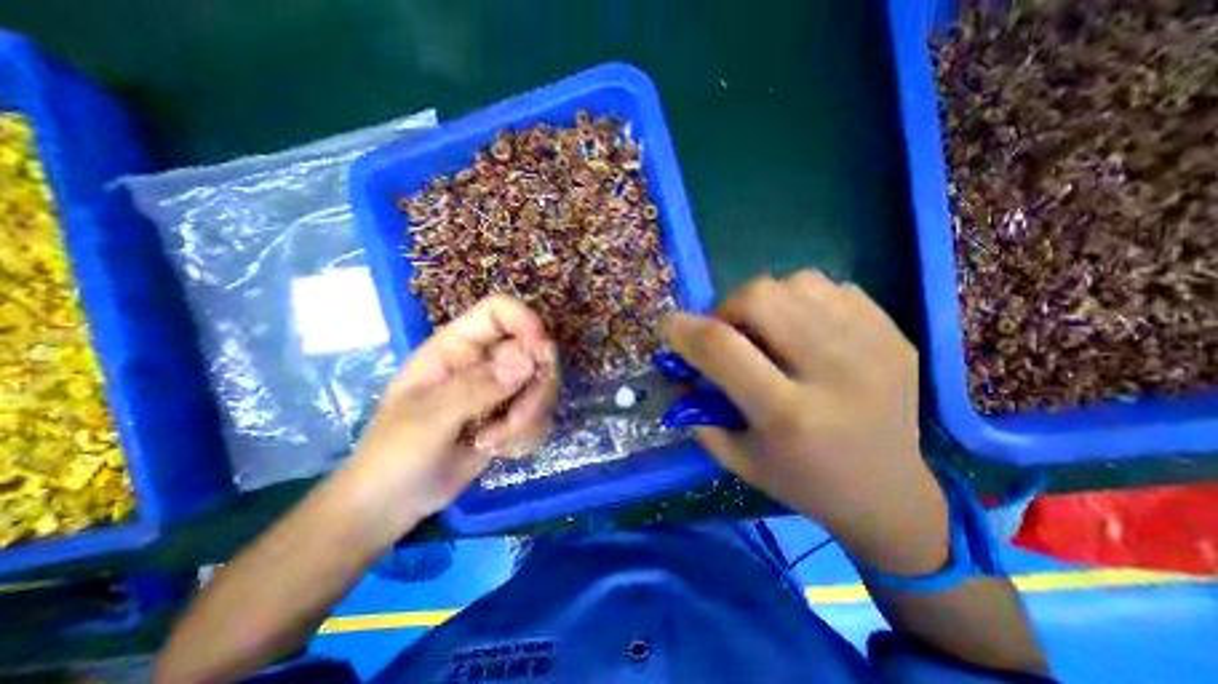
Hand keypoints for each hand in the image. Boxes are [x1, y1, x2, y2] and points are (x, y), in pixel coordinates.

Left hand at [345, 292, 558, 523]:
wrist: (393, 503)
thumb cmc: (394, 454)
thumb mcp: (429, 419)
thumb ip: (477, 387)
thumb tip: (529, 358)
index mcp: (455, 347)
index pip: (498, 312)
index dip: (526, 321)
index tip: (541, 352)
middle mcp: (484, 362)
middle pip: (534, 352)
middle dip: (534, 389)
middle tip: (515, 421)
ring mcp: (500, 389)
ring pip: (542, 387)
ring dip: (529, 418)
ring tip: (492, 443)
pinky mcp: (511, 415)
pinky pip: (540, 415)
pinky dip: (527, 436)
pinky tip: (498, 450)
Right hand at [663, 270, 943, 574]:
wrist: (892, 492)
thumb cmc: (803, 481)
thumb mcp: (737, 459)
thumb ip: (698, 411)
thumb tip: (680, 366)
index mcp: (788, 414)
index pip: (722, 347)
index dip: (685, 328)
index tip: (670, 326)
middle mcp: (834, 371)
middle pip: (761, 297)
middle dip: (728, 308)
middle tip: (730, 333)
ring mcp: (872, 345)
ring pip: (796, 282)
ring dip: (766, 301)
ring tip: (769, 331)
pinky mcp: (894, 333)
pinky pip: (831, 287)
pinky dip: (803, 300)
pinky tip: (805, 330)